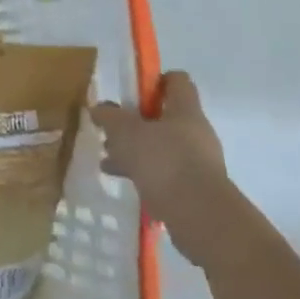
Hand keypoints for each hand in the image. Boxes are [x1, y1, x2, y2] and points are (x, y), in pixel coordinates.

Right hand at [92, 72, 235, 266]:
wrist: (201, 217)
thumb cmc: (163, 161)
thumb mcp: (125, 132)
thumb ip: (110, 116)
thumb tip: (99, 107)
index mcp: (185, 110)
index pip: (177, 81)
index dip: (154, 80)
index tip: (131, 93)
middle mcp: (196, 132)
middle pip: (165, 117)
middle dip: (135, 123)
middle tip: (112, 132)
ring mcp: (199, 162)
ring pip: (162, 147)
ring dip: (136, 151)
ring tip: (110, 160)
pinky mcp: (196, 189)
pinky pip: (166, 173)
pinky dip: (145, 174)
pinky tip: (125, 181)